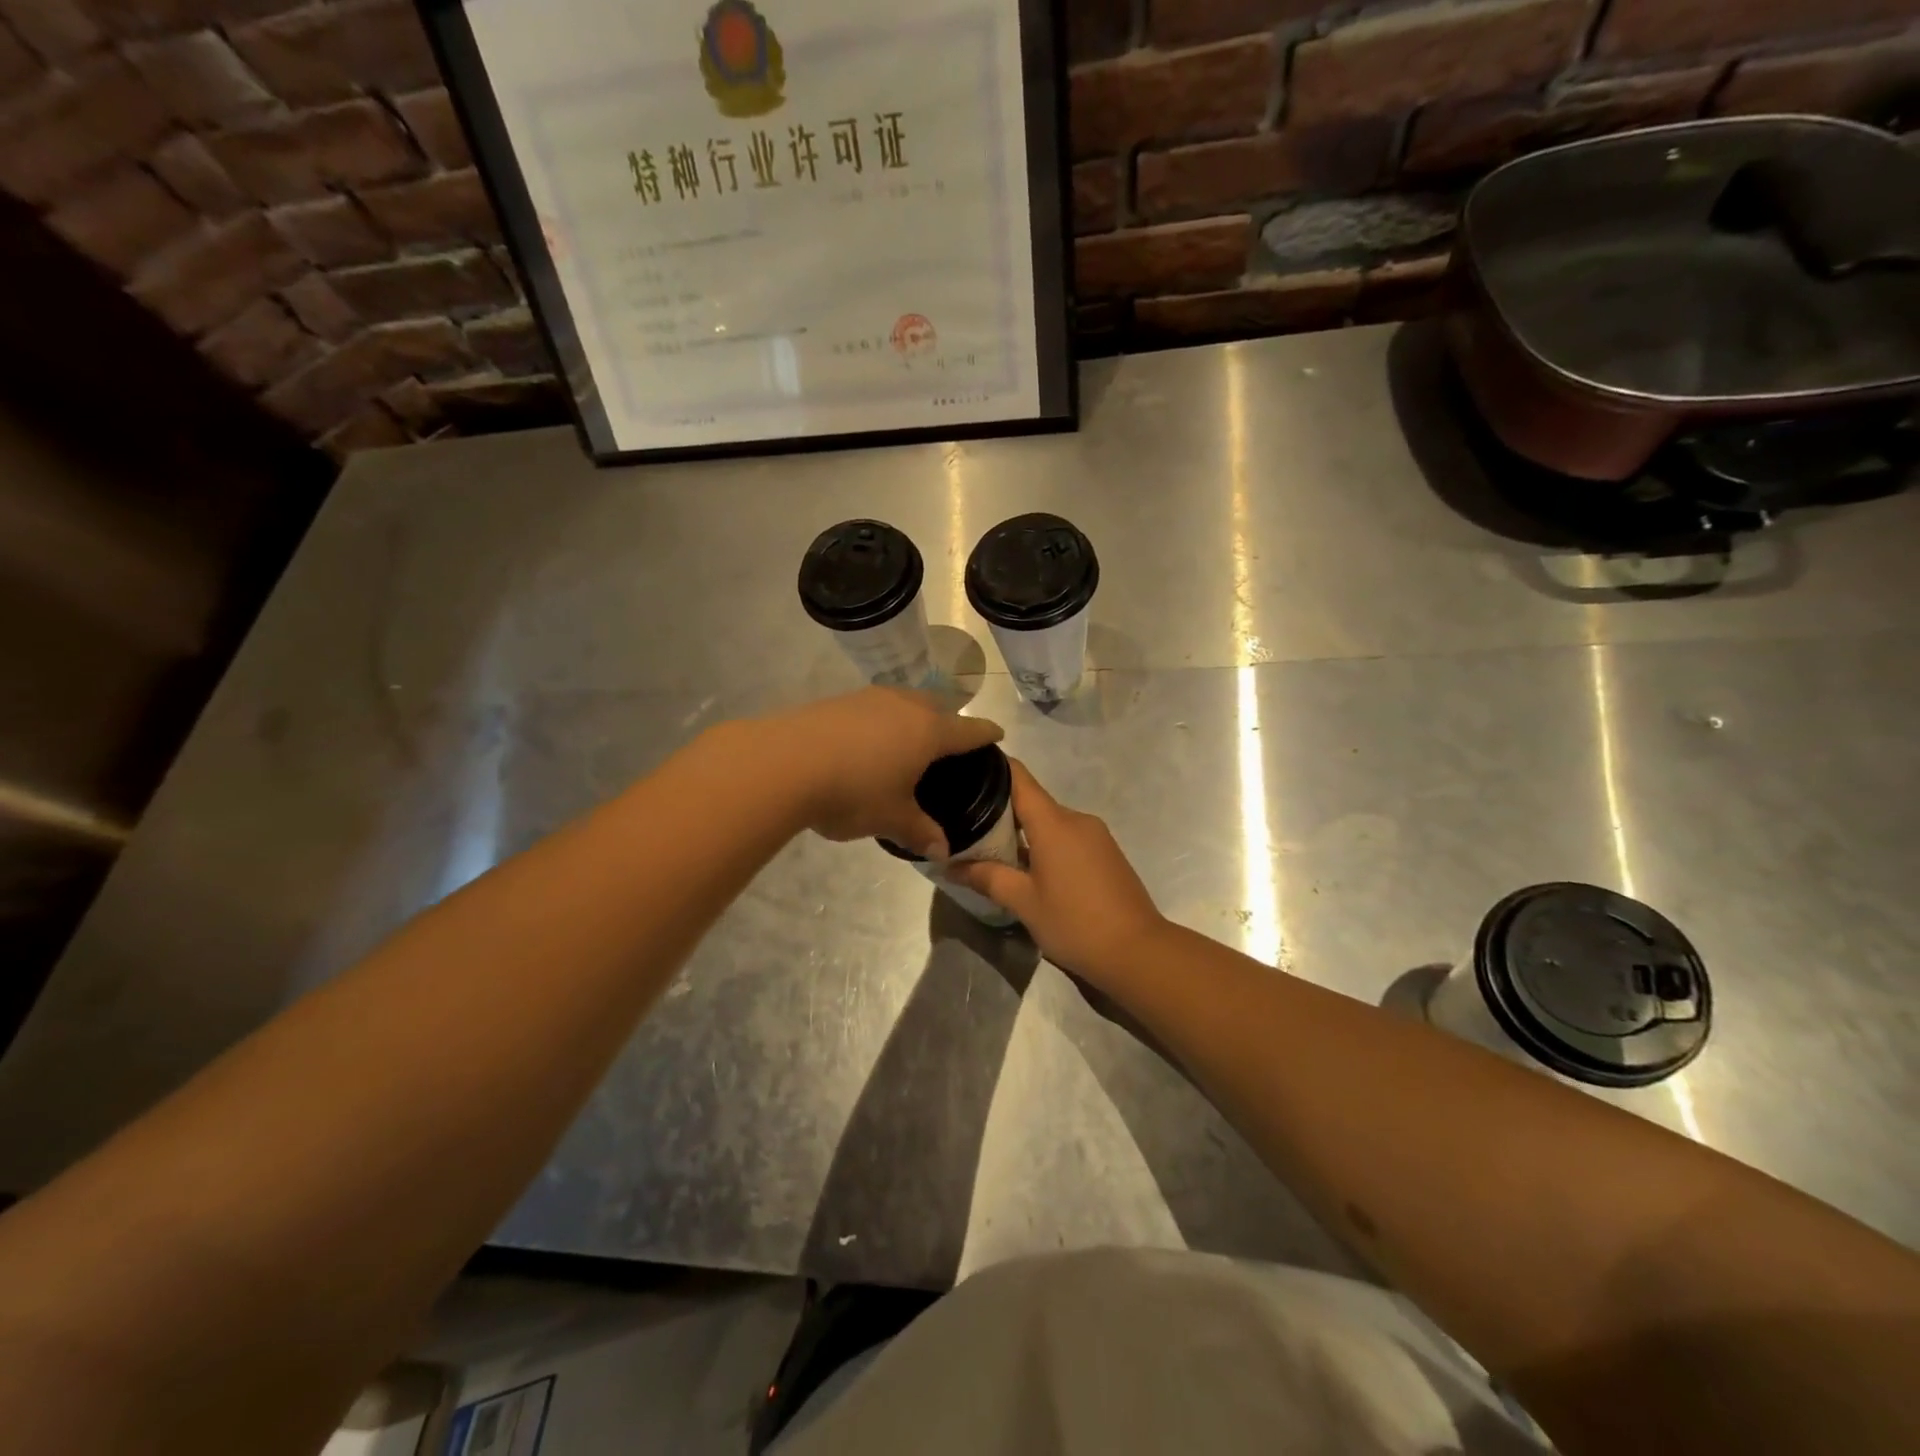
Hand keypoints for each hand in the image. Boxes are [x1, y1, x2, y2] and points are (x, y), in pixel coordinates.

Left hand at [761, 687, 1002, 853]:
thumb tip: (943, 850)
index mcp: (928, 731)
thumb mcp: (891, 818)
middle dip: (948, 720)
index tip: (997, 733)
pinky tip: (866, 742)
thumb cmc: (853, 791)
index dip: (985, 733)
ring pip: (903, 702)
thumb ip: (920, 831)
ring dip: (911, 716)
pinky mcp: (838, 701)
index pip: (968, 729)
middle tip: (949, 741)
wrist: (784, 762)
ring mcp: (868, 698)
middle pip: (937, 706)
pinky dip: (880, 722)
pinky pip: (873, 708)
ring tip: (907, 740)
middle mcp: (904, 706)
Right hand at [946, 759, 1166, 981]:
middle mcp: (1076, 819)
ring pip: (1050, 823)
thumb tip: (950, 866)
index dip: (992, 770)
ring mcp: (1095, 836)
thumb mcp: (1024, 902)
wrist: (1138, 952)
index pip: (1018, 777)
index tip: (965, 774)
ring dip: (1023, 834)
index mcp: (1054, 822)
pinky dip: (1045, 846)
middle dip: (1000, 812)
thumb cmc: (1075, 922)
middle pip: (1032, 802)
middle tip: (966, 827)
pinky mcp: (1106, 854)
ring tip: (992, 852)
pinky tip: (1029, 870)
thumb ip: (987, 878)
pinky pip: (1067, 838)